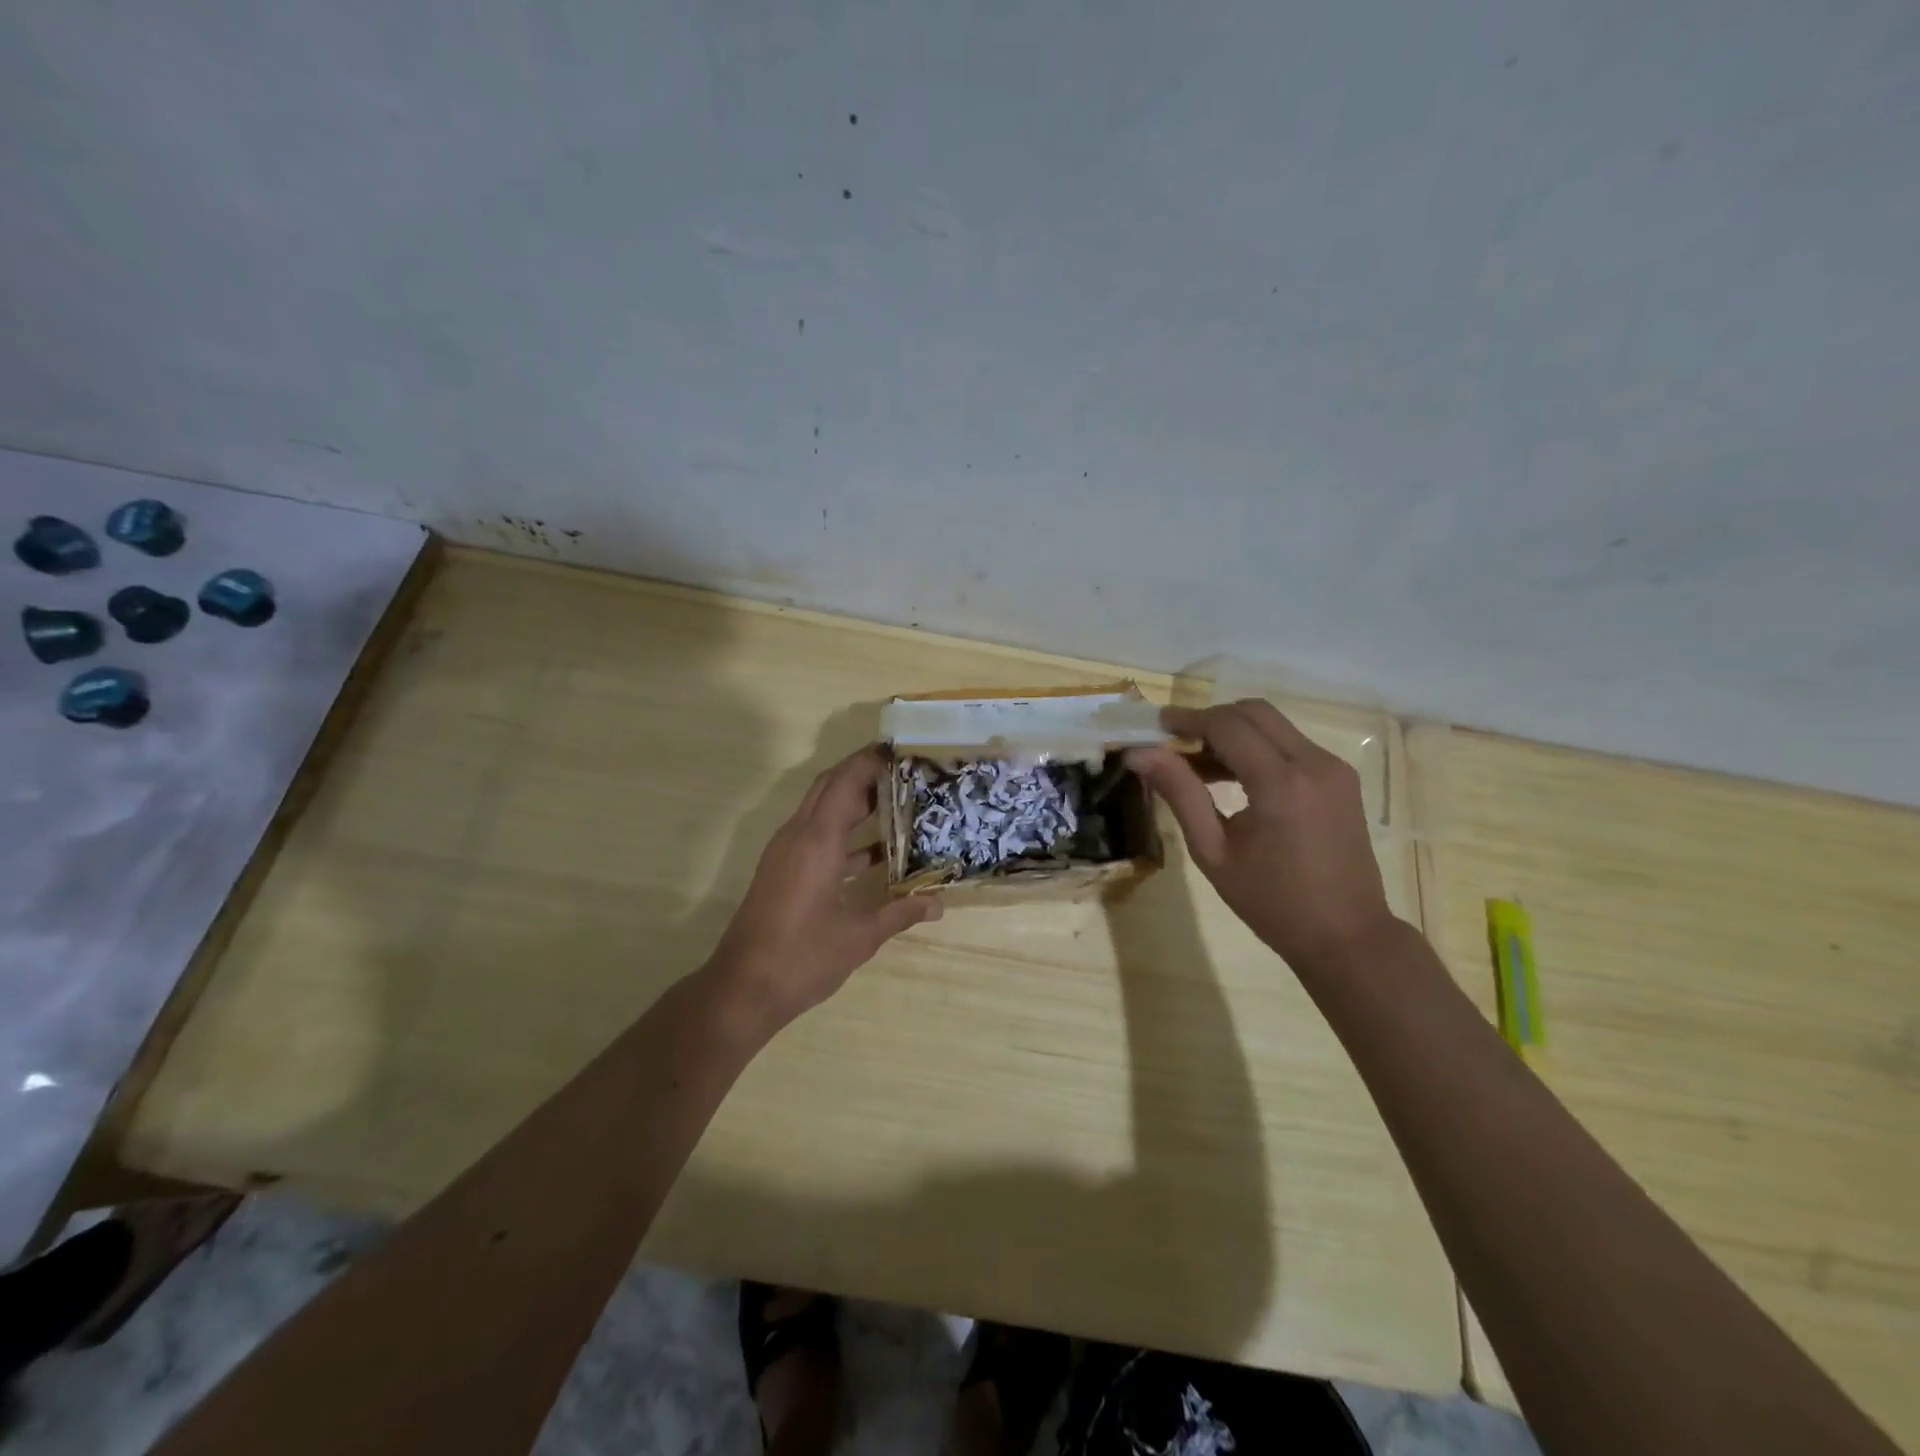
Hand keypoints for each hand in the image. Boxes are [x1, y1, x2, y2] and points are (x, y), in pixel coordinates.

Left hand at [707, 745, 941, 1034]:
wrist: (743, 988)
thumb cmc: (803, 957)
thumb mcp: (860, 936)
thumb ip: (900, 912)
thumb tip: (938, 904)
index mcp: (817, 840)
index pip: (845, 781)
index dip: (871, 760)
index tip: (902, 750)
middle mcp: (798, 835)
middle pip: (831, 786)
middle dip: (865, 772)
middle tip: (905, 771)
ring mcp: (786, 852)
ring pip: (822, 809)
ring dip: (855, 801)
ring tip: (899, 801)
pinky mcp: (783, 869)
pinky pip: (817, 834)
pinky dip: (845, 832)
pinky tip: (877, 852)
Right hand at [1126, 700, 1396, 971]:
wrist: (1346, 936)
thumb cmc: (1272, 902)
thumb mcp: (1213, 851)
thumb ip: (1179, 794)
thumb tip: (1140, 754)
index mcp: (1281, 783)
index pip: (1227, 725)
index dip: (1187, 720)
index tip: (1154, 726)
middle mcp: (1314, 763)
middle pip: (1253, 712)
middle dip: (1210, 720)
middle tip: (1175, 744)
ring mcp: (1334, 768)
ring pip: (1273, 725)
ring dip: (1233, 733)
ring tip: (1197, 765)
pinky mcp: (1341, 778)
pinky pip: (1291, 744)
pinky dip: (1257, 748)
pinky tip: (1233, 778)